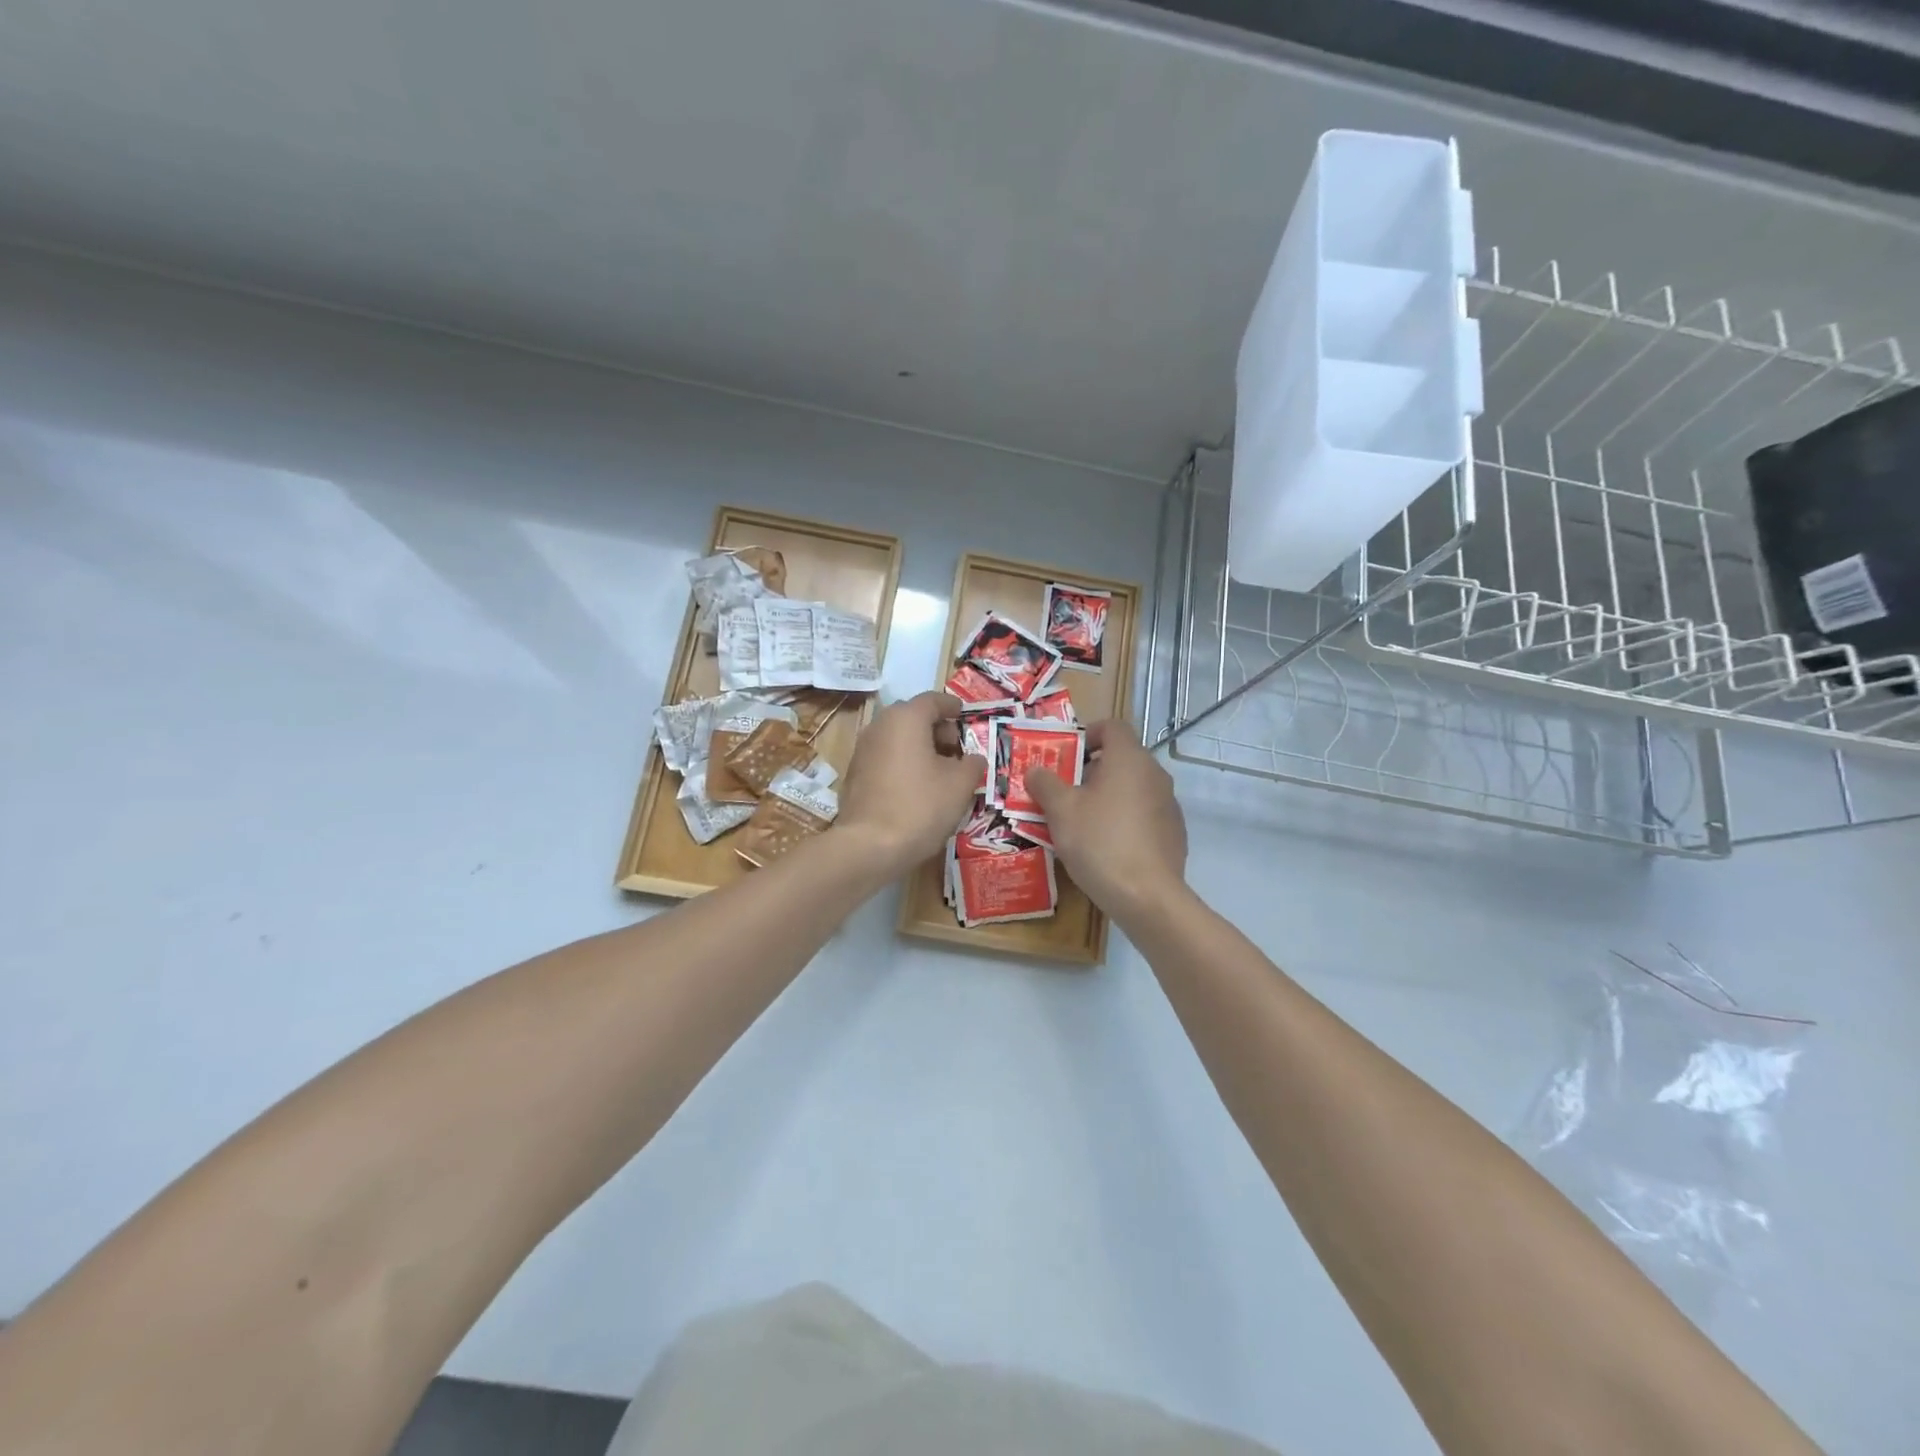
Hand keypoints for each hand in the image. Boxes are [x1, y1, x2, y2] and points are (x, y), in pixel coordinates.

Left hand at [835, 692, 985, 872]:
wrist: (869, 846)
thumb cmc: (921, 806)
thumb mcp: (960, 785)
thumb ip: (972, 764)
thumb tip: (973, 759)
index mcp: (906, 718)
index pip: (933, 700)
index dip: (953, 707)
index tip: (965, 716)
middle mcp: (880, 726)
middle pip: (913, 717)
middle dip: (936, 729)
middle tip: (957, 749)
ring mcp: (862, 750)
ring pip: (897, 738)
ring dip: (919, 747)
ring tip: (940, 771)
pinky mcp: (854, 775)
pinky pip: (885, 758)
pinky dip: (903, 763)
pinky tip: (917, 787)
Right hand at [1027, 720, 1187, 922]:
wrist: (1147, 896)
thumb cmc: (1099, 842)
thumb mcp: (1060, 811)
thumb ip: (1045, 784)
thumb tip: (1036, 770)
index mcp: (1129, 759)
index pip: (1112, 726)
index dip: (1087, 734)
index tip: (1067, 756)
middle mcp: (1154, 774)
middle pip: (1121, 758)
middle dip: (1090, 771)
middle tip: (1064, 793)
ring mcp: (1169, 804)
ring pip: (1132, 788)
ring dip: (1107, 796)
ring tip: (1081, 823)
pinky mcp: (1174, 833)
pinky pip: (1144, 814)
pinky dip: (1124, 820)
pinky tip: (1106, 847)